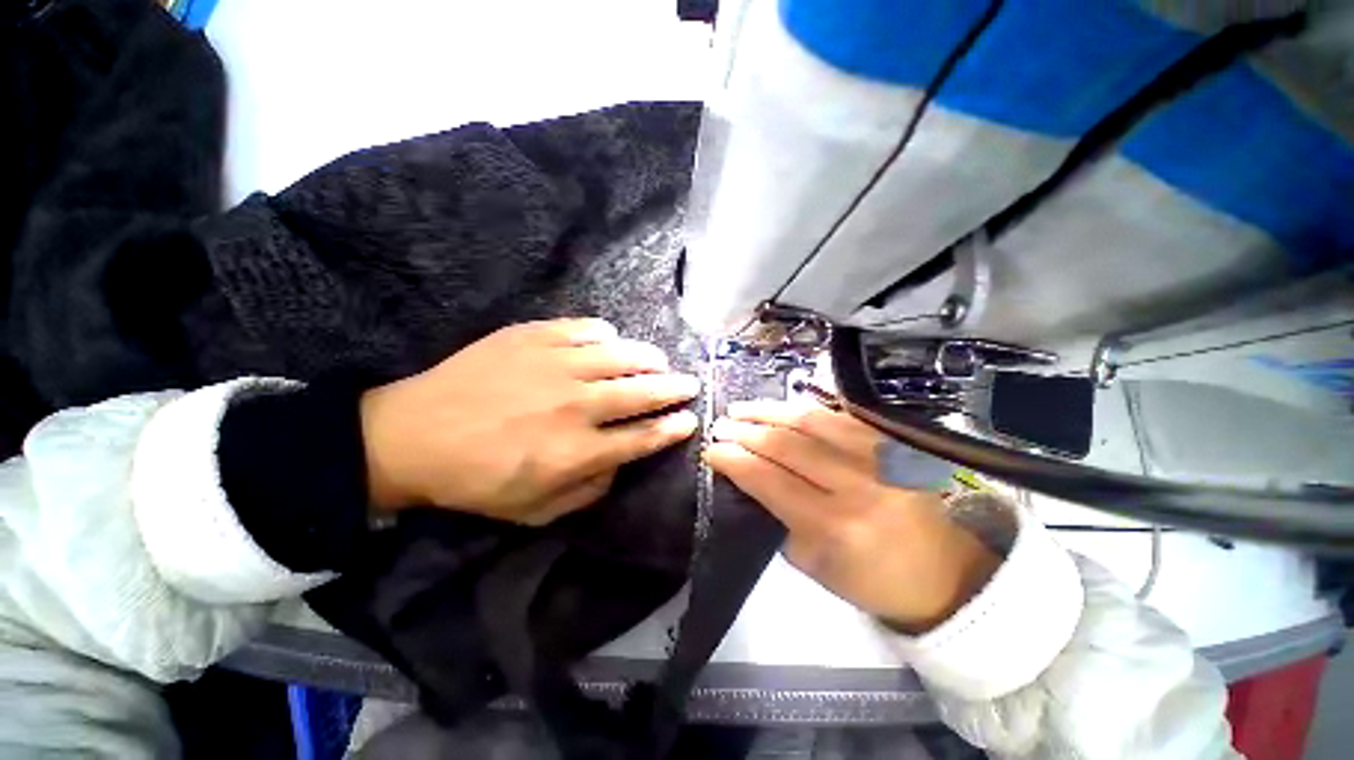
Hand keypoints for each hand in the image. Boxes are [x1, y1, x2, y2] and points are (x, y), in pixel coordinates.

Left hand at [360, 318, 699, 524]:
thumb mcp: (535, 511)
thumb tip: (620, 462)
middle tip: (689, 385)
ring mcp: (555, 366)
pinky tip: (610, 341)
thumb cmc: (476, 480)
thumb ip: (588, 490)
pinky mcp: (533, 338)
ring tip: (659, 361)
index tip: (689, 420)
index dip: (672, 428)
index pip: (642, 437)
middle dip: (674, 389)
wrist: (413, 434)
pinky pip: (585, 330)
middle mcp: (576, 405)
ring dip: (649, 359)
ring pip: (621, 356)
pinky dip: (606, 335)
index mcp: (576, 451)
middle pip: (642, 392)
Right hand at [705, 400, 998, 632]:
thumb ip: (776, 518)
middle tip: (720, 425)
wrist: (943, 573)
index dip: (734, 460)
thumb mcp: (812, 565)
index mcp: (835, 527)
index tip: (711, 450)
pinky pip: (840, 416)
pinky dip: (804, 409)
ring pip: (812, 421)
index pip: (769, 480)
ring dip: (769, 411)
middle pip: (787, 445)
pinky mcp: (893, 443)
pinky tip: (782, 407)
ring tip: (741, 408)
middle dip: (746, 431)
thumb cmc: (870, 579)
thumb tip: (746, 477)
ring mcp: (880, 457)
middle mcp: (858, 485)